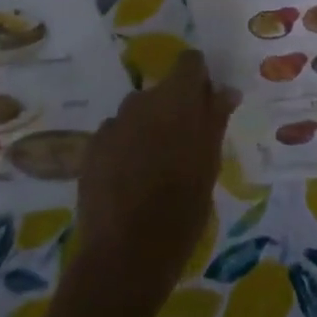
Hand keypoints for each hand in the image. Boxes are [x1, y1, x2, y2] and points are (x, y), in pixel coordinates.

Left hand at [68, 52, 236, 316]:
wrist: (126, 255)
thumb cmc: (183, 207)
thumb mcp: (210, 162)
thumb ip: (215, 119)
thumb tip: (225, 90)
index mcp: (176, 100)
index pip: (190, 62)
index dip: (199, 78)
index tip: (206, 104)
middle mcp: (142, 102)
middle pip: (163, 89)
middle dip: (175, 107)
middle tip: (185, 144)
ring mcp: (112, 125)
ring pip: (138, 113)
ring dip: (149, 127)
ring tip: (156, 166)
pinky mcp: (91, 149)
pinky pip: (116, 135)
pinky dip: (126, 147)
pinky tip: (130, 179)